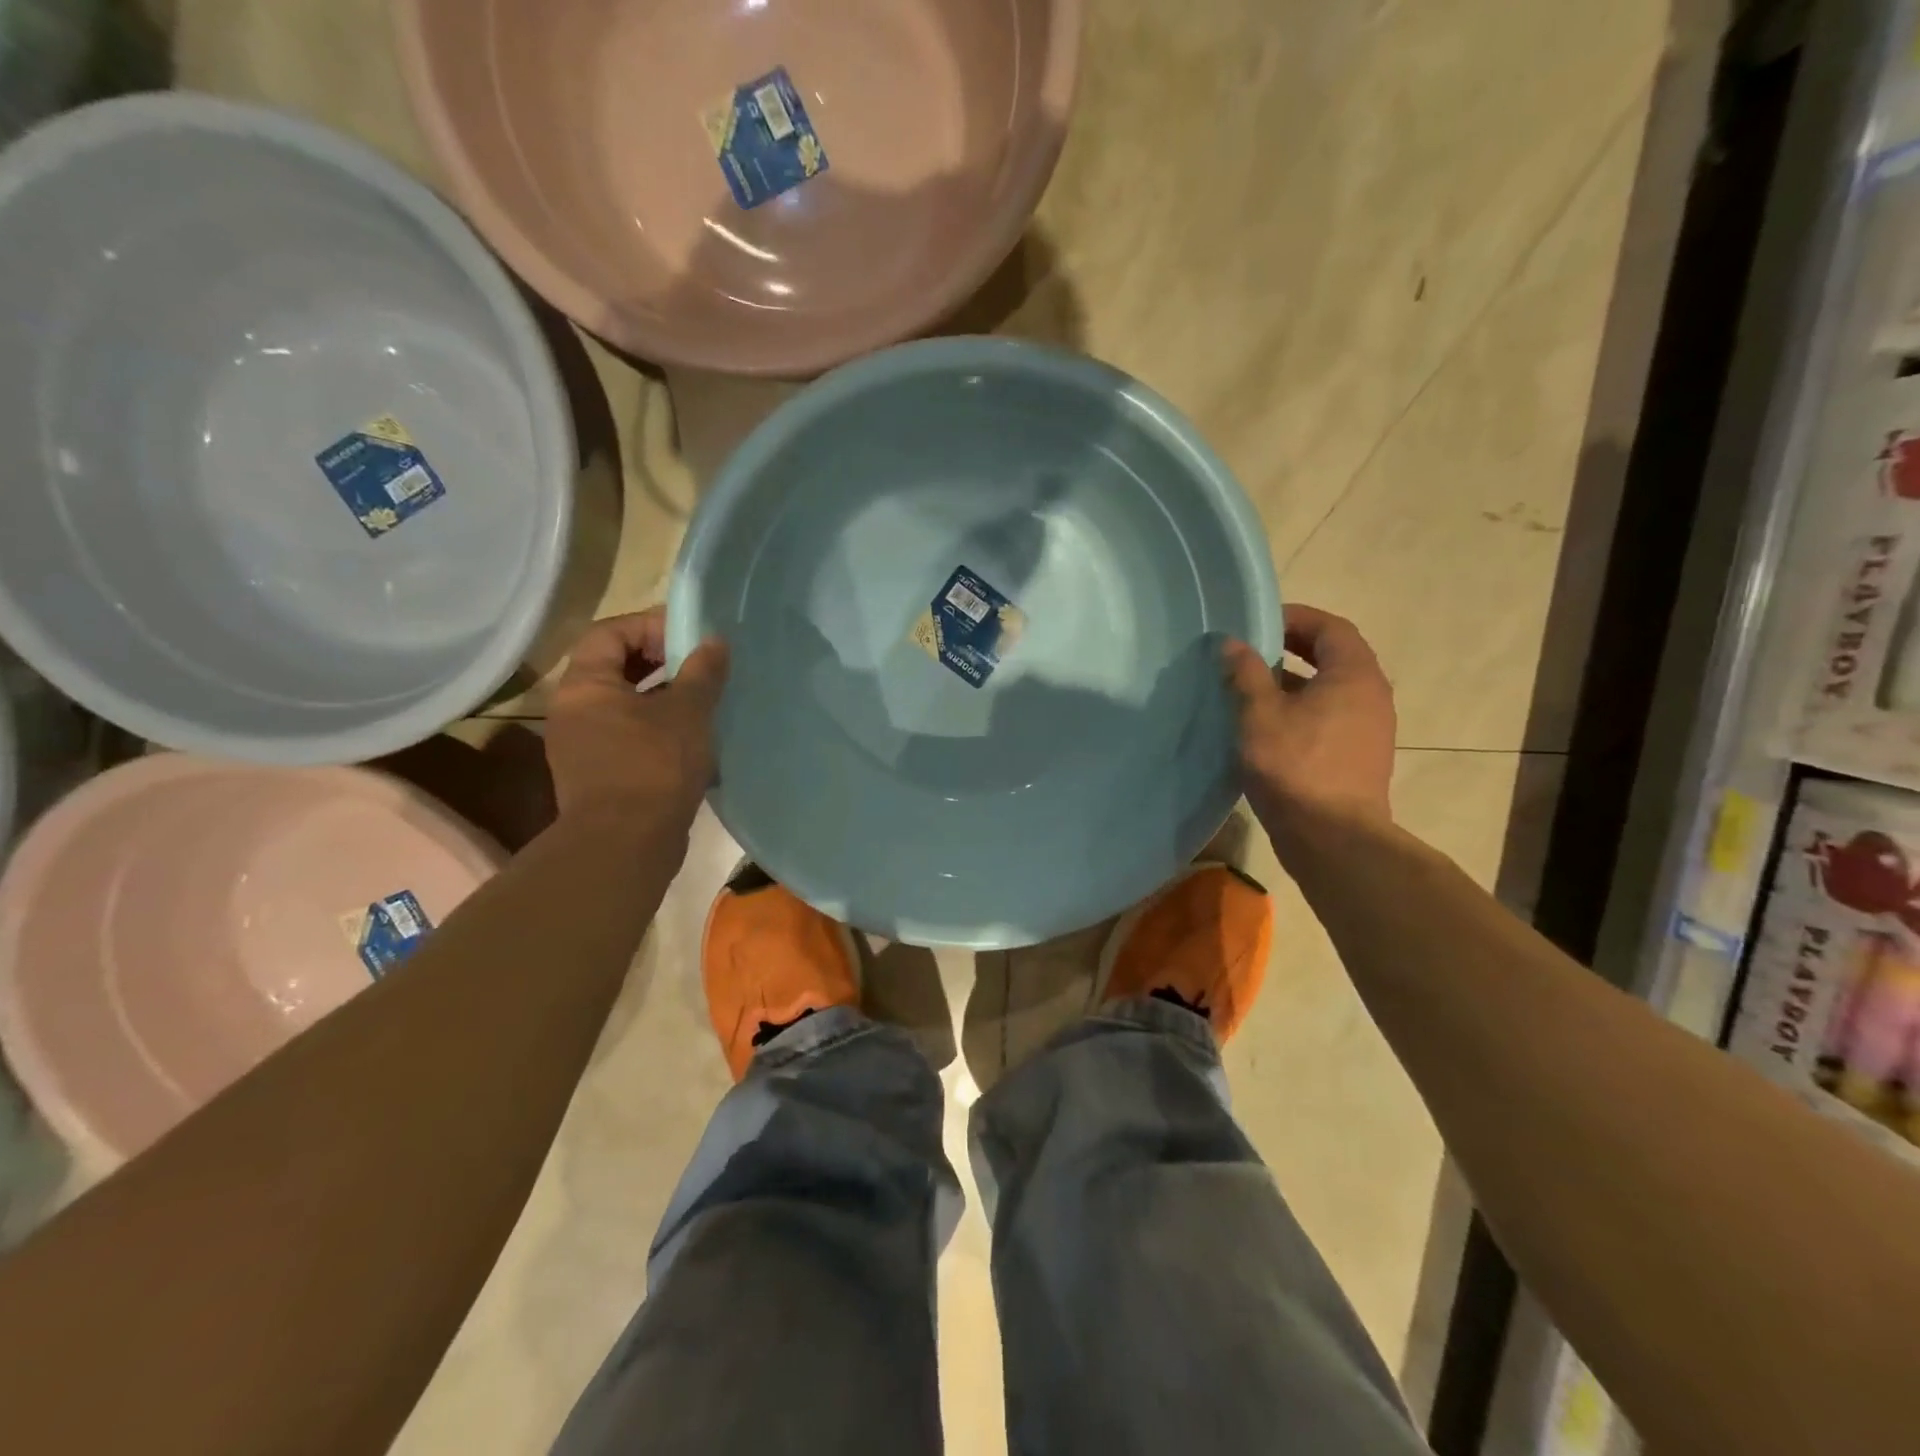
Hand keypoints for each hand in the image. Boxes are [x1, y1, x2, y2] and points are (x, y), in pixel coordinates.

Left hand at [545, 610, 729, 829]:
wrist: (626, 844)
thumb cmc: (654, 765)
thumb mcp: (687, 712)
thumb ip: (702, 672)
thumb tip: (714, 641)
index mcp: (585, 686)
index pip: (610, 632)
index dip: (650, 625)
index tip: (690, 638)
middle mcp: (574, 710)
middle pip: (616, 667)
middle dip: (661, 662)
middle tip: (701, 667)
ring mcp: (583, 745)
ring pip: (627, 705)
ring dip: (665, 698)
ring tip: (705, 703)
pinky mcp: (600, 774)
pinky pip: (630, 735)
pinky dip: (660, 729)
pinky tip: (695, 741)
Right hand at [1224, 604, 1395, 837]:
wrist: (1333, 839)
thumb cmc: (1296, 767)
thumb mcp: (1259, 715)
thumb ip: (1246, 674)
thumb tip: (1232, 643)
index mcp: (1354, 675)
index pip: (1329, 628)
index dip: (1294, 618)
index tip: (1257, 622)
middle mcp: (1370, 695)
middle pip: (1332, 656)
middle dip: (1291, 648)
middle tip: (1250, 651)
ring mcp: (1369, 729)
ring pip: (1329, 689)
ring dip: (1292, 682)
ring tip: (1249, 688)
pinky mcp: (1358, 756)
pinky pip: (1329, 717)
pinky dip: (1300, 710)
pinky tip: (1265, 727)